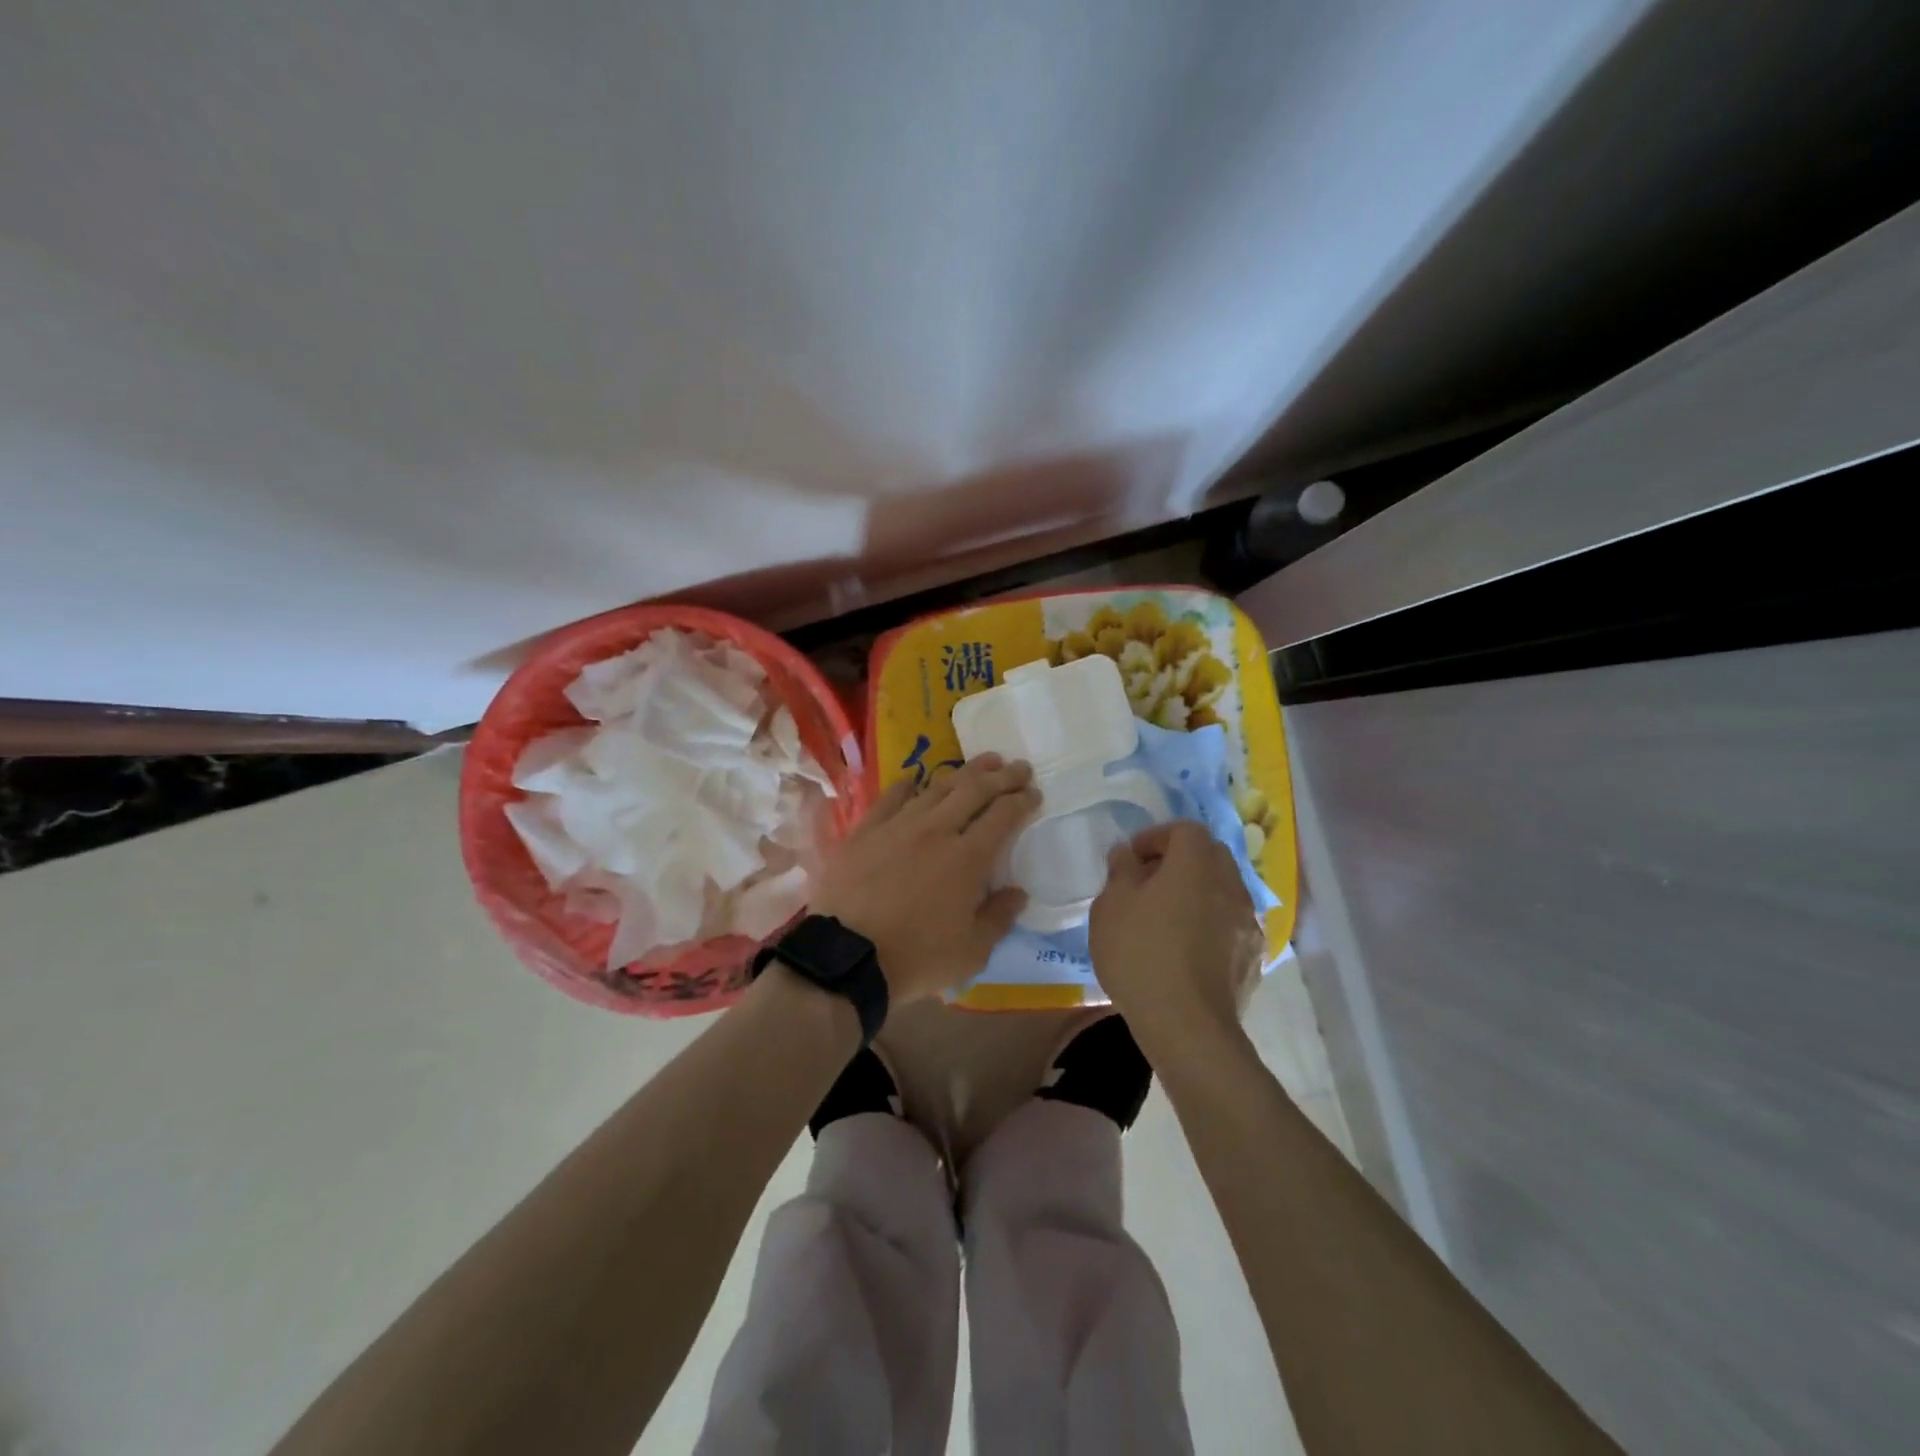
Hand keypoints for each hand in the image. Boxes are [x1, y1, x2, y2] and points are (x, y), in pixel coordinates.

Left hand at [811, 755, 1038, 1004]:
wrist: (847, 957)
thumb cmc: (916, 958)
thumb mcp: (972, 952)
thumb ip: (999, 918)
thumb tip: (1018, 892)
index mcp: (968, 858)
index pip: (1003, 816)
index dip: (1022, 801)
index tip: (1034, 793)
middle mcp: (936, 831)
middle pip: (974, 791)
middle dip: (1001, 776)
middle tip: (1018, 766)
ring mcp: (898, 826)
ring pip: (937, 787)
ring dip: (964, 772)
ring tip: (982, 762)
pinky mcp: (865, 831)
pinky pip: (891, 797)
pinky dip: (907, 784)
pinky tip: (916, 777)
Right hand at [1089, 820, 1262, 1055]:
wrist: (1187, 1026)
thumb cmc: (1141, 955)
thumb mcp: (1111, 906)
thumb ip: (1121, 870)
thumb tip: (1127, 853)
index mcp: (1197, 863)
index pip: (1184, 829)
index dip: (1156, 837)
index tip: (1132, 859)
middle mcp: (1231, 884)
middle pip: (1209, 856)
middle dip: (1179, 862)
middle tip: (1147, 885)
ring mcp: (1248, 922)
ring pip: (1223, 891)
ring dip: (1197, 894)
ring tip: (1166, 920)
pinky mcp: (1254, 957)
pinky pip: (1230, 925)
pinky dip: (1210, 925)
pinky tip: (1186, 951)